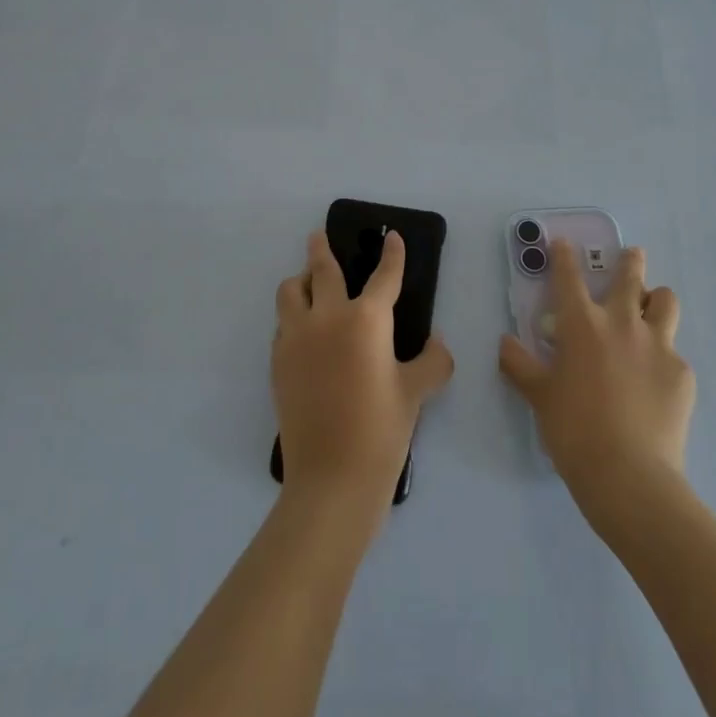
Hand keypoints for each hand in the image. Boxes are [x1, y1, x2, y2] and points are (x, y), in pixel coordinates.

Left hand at [273, 230, 453, 514]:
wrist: (331, 480)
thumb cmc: (381, 431)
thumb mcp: (417, 393)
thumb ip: (433, 361)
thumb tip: (437, 343)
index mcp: (366, 319)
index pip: (383, 275)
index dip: (392, 254)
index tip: (392, 238)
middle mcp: (327, 317)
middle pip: (322, 269)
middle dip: (321, 248)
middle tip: (318, 236)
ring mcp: (297, 338)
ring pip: (290, 291)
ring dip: (300, 281)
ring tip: (308, 284)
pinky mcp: (278, 362)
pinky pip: (282, 325)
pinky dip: (292, 318)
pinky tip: (303, 332)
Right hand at [499, 241, 693, 526]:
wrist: (630, 477)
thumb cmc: (574, 431)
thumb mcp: (539, 397)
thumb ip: (520, 365)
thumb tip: (504, 343)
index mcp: (582, 324)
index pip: (569, 276)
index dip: (564, 256)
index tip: (564, 243)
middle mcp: (622, 323)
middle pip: (631, 276)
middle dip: (630, 260)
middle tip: (631, 255)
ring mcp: (657, 345)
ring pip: (665, 301)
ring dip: (656, 299)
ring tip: (651, 308)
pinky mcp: (682, 373)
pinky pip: (674, 352)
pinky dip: (663, 357)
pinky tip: (656, 381)